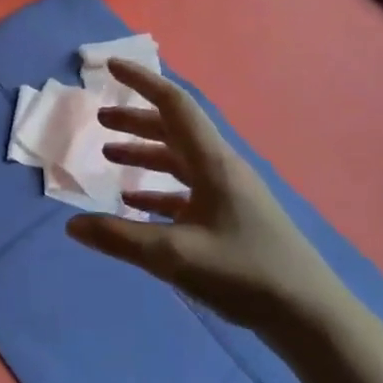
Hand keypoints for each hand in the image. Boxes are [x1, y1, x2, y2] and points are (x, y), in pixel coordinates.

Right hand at [65, 59, 343, 337]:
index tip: (111, 65)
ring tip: (109, 156)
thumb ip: (119, 238)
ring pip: (179, 160)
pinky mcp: (231, 218)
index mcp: (212, 163)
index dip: (141, 81)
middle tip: (100, 119)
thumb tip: (71, 224)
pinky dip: (158, 189)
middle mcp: (221, 169)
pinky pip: (187, 191)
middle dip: (135, 120)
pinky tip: (136, 203)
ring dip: (145, 153)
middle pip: (174, 130)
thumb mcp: (174, 256)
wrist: (310, 317)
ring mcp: (229, 194)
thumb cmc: (244, 273)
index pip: (173, 105)